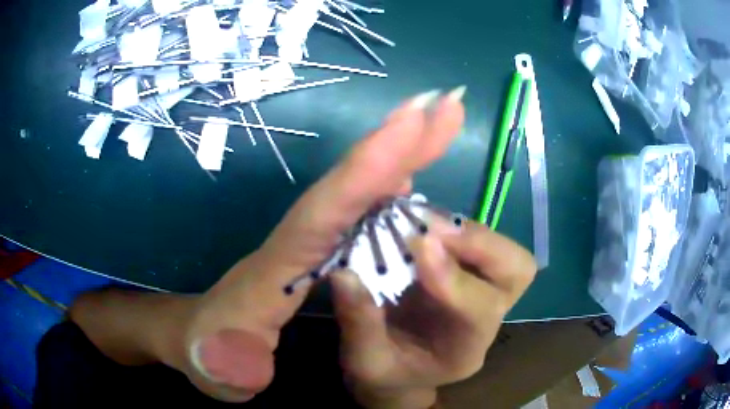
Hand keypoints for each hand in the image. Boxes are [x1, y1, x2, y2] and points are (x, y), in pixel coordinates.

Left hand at [177, 88, 468, 400]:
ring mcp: (305, 243)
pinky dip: (387, 183)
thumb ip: (227, 364)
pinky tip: (411, 170)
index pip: (323, 211)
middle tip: (443, 105)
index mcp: (273, 270)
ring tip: (438, 121)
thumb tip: (239, 357)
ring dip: (400, 153)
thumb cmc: (206, 355)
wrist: (194, 341)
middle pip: (347, 185)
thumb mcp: (213, 369)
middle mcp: (294, 243)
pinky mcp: (314, 250)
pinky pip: (358, 209)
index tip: (414, 121)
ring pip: (356, 190)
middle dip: (397, 142)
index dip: (367, 168)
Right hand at [330, 195, 536, 406]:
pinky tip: (422, 222)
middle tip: (433, 228)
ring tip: (424, 221)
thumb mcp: (365, 362)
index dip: (453, 277)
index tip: (420, 244)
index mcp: (466, 349)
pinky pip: (477, 241)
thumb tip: (344, 275)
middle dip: (481, 244)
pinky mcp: (468, 274)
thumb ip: (359, 324)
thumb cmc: (385, 374)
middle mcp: (487, 318)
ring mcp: (482, 291)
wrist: (400, 373)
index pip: (480, 310)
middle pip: (517, 271)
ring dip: (467, 231)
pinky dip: (453, 226)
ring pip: (504, 252)